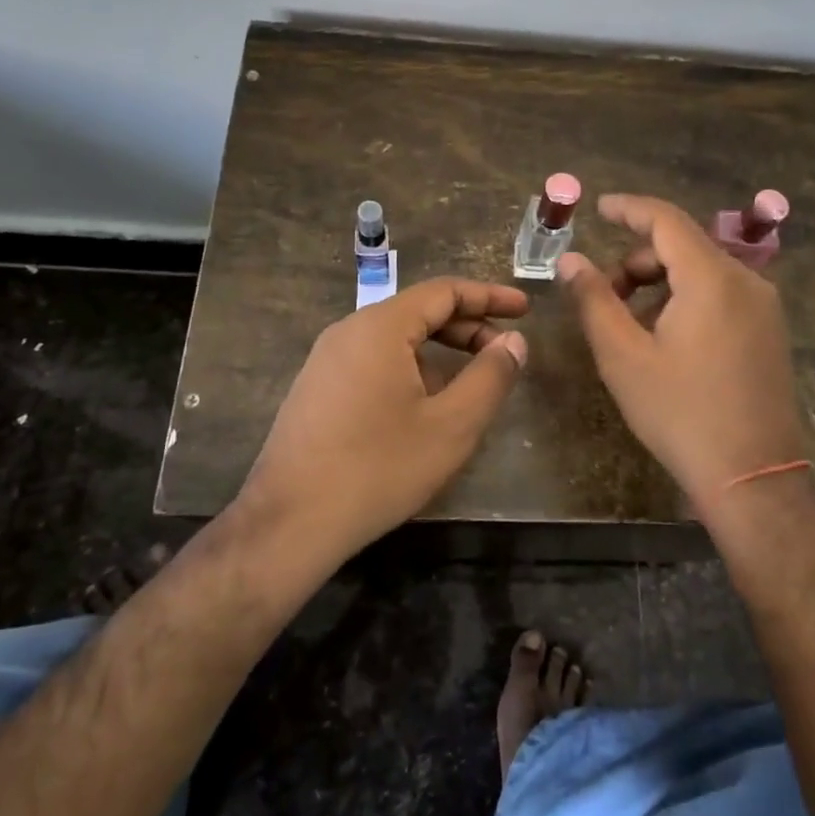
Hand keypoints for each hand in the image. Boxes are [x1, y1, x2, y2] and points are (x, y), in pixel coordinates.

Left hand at [235, 277, 528, 561]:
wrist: (288, 524)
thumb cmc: (378, 468)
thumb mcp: (451, 426)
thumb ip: (490, 377)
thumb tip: (514, 342)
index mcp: (380, 327)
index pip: (444, 291)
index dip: (489, 297)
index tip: (525, 310)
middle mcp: (349, 331)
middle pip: (419, 312)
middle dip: (468, 326)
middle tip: (506, 351)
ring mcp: (327, 361)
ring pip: (397, 339)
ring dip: (441, 351)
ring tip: (474, 382)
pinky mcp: (318, 389)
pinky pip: (375, 362)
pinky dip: (412, 369)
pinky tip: (427, 406)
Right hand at [561, 194, 803, 518]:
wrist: (752, 477)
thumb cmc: (680, 413)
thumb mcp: (623, 356)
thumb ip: (594, 299)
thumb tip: (571, 260)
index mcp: (712, 278)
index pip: (666, 220)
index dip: (628, 209)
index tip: (598, 208)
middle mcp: (746, 281)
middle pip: (682, 247)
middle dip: (637, 261)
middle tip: (604, 298)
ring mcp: (763, 307)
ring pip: (700, 272)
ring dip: (659, 284)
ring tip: (630, 326)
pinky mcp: (769, 330)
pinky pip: (720, 294)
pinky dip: (685, 300)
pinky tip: (665, 339)